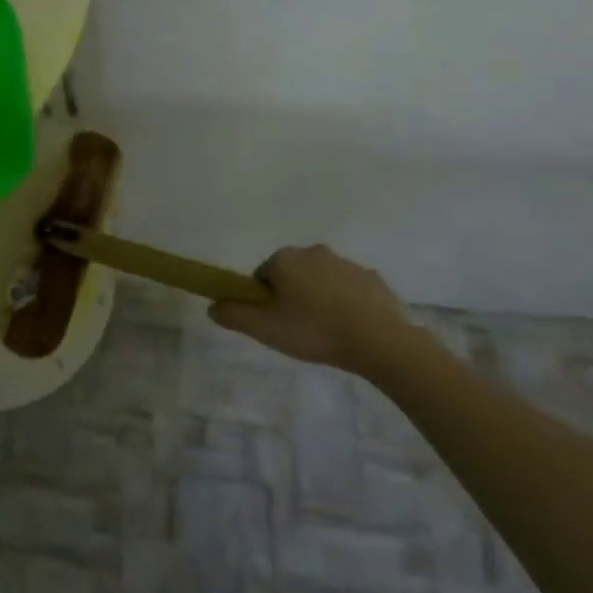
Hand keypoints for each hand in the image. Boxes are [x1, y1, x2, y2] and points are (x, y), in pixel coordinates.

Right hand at [211, 244, 425, 380]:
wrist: (380, 340)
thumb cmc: (314, 330)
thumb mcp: (264, 329)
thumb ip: (233, 315)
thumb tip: (212, 305)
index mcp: (285, 259)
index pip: (262, 275)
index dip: (264, 299)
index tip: (274, 322)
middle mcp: (313, 252)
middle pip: (292, 274)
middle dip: (292, 296)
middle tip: (297, 329)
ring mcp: (346, 263)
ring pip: (321, 280)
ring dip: (319, 299)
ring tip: (326, 333)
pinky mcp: (372, 278)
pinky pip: (349, 290)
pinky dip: (346, 304)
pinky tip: (351, 329)